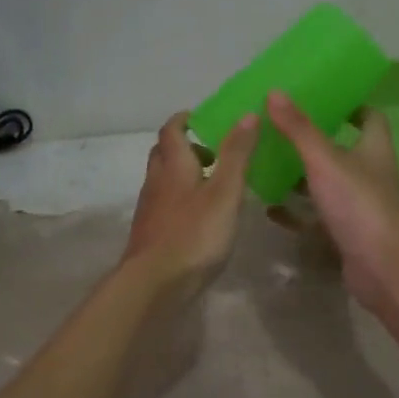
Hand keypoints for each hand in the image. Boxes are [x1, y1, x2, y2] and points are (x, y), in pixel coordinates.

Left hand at [123, 112, 259, 297]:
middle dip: (184, 146)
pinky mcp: (150, 233)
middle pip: (163, 153)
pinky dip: (179, 200)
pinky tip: (199, 218)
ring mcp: (150, 209)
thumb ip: (237, 154)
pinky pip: (164, 204)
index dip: (184, 120)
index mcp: (173, 165)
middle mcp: (156, 181)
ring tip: (213, 185)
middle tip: (212, 152)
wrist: (154, 283)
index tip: (202, 118)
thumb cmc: (194, 234)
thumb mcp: (225, 191)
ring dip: (182, 175)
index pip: (171, 130)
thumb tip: (248, 114)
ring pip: (163, 180)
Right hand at [263, 91, 398, 312]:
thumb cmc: (359, 204)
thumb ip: (299, 129)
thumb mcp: (325, 160)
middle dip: (314, 141)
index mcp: (374, 149)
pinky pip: (318, 217)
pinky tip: (270, 208)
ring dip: (302, 177)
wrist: (384, 268)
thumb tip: (275, 92)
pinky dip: (296, 213)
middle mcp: (370, 174)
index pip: (370, 118)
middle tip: (280, 130)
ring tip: (268, 165)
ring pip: (328, 185)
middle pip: (344, 150)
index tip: (323, 99)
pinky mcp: (347, 233)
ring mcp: (359, 206)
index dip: (351, 106)